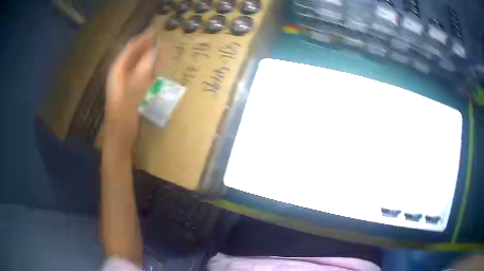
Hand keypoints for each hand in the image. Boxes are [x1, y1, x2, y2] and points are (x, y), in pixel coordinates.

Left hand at [104, 31, 155, 153]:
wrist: (118, 144)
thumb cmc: (122, 124)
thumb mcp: (131, 99)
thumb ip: (141, 76)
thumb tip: (153, 53)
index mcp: (116, 75)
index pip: (128, 51)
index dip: (141, 40)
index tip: (155, 31)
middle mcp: (118, 77)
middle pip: (131, 56)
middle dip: (144, 46)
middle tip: (160, 38)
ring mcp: (123, 85)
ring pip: (134, 64)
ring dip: (145, 55)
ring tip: (159, 48)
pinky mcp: (129, 93)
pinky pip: (138, 74)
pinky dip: (146, 68)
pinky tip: (154, 68)